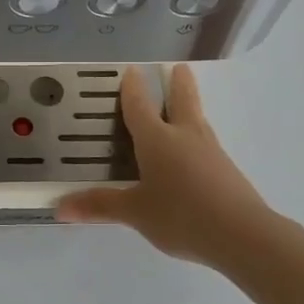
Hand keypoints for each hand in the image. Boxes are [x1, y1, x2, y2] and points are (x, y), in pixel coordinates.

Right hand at [56, 66, 274, 267]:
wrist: (243, 235)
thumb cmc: (181, 215)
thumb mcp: (135, 212)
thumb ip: (100, 206)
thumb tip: (60, 207)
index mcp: (157, 139)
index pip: (140, 106)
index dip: (132, 88)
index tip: (131, 70)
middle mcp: (185, 136)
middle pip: (182, 100)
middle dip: (178, 83)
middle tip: (178, 67)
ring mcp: (211, 152)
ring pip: (198, 120)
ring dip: (191, 106)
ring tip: (186, 104)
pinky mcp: (227, 170)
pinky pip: (206, 144)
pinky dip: (197, 137)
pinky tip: (194, 152)